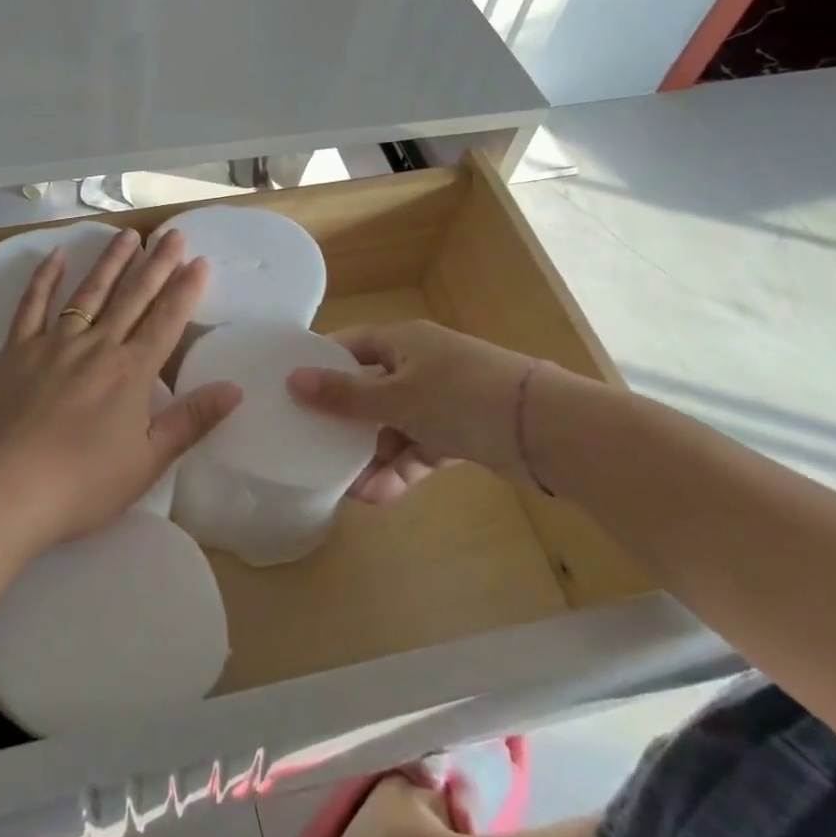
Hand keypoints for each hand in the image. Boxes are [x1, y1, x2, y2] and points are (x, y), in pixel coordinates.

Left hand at [0, 227, 241, 546]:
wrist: (3, 491)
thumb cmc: (81, 484)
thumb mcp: (147, 462)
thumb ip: (191, 420)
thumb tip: (235, 387)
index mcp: (131, 372)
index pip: (166, 319)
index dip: (185, 289)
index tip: (200, 260)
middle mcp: (97, 346)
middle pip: (133, 296)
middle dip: (157, 263)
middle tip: (173, 233)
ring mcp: (54, 343)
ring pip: (90, 292)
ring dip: (111, 261)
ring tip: (129, 234)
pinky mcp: (18, 350)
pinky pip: (33, 305)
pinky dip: (45, 278)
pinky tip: (57, 254)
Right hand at [285, 320, 539, 502]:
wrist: (543, 429)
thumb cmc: (459, 396)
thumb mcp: (396, 396)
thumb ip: (345, 395)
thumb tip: (293, 380)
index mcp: (402, 341)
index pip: (350, 346)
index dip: (321, 366)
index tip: (292, 392)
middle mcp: (419, 365)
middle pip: (369, 390)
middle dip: (345, 424)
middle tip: (314, 449)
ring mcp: (441, 400)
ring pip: (392, 425)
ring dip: (372, 455)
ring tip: (348, 488)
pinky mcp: (459, 432)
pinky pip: (418, 448)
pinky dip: (400, 469)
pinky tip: (378, 495)